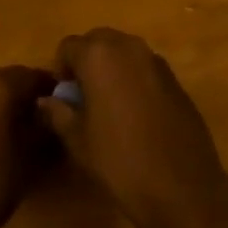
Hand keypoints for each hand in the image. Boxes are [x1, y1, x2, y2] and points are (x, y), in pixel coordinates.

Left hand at [0, 65, 57, 227]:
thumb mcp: (29, 156)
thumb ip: (44, 127)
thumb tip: (53, 114)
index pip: (35, 76)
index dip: (53, 91)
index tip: (66, 107)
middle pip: (12, 80)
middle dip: (29, 97)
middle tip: (47, 120)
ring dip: (8, 105)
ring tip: (24, 131)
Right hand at [38, 28, 227, 227]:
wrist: (182, 187)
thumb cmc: (120, 162)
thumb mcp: (79, 142)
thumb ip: (58, 113)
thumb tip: (45, 100)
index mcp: (98, 55)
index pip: (68, 46)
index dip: (61, 70)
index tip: (64, 98)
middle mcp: (127, 46)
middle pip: (97, 40)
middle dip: (86, 62)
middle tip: (84, 99)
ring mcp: (154, 59)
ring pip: (122, 51)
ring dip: (111, 68)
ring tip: (110, 106)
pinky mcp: (174, 76)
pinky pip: (144, 66)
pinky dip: (134, 78)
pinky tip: (137, 114)